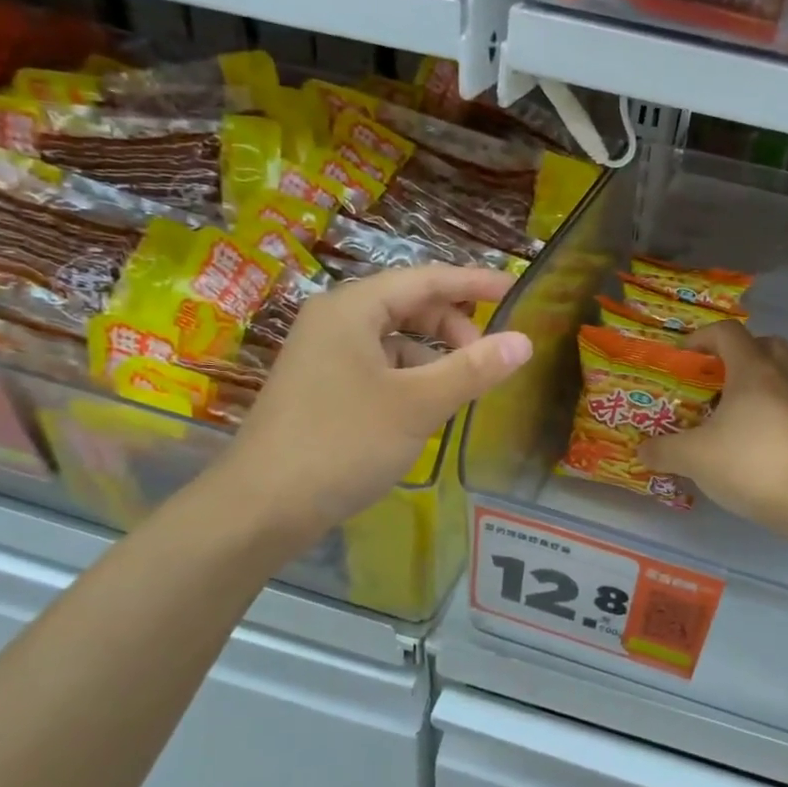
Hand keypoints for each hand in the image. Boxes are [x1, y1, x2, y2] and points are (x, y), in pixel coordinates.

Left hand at [222, 265, 531, 542]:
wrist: (262, 507)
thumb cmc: (343, 444)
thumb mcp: (418, 405)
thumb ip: (473, 369)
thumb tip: (524, 341)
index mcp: (352, 309)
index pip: (425, 279)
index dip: (474, 283)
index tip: (516, 288)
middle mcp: (335, 321)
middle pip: (408, 305)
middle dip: (453, 326)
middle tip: (488, 358)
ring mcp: (324, 355)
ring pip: (394, 339)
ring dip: (433, 355)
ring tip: (462, 388)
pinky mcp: (322, 387)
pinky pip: (378, 366)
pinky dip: (410, 377)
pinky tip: (426, 407)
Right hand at [637, 320, 787, 536]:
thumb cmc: (749, 463)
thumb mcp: (693, 457)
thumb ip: (663, 450)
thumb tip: (643, 451)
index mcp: (751, 370)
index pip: (728, 332)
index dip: (701, 337)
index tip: (680, 358)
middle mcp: (778, 379)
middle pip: (764, 345)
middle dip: (735, 354)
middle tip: (711, 376)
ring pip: (774, 378)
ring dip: (747, 387)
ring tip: (718, 414)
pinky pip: (779, 408)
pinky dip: (758, 415)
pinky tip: (736, 442)